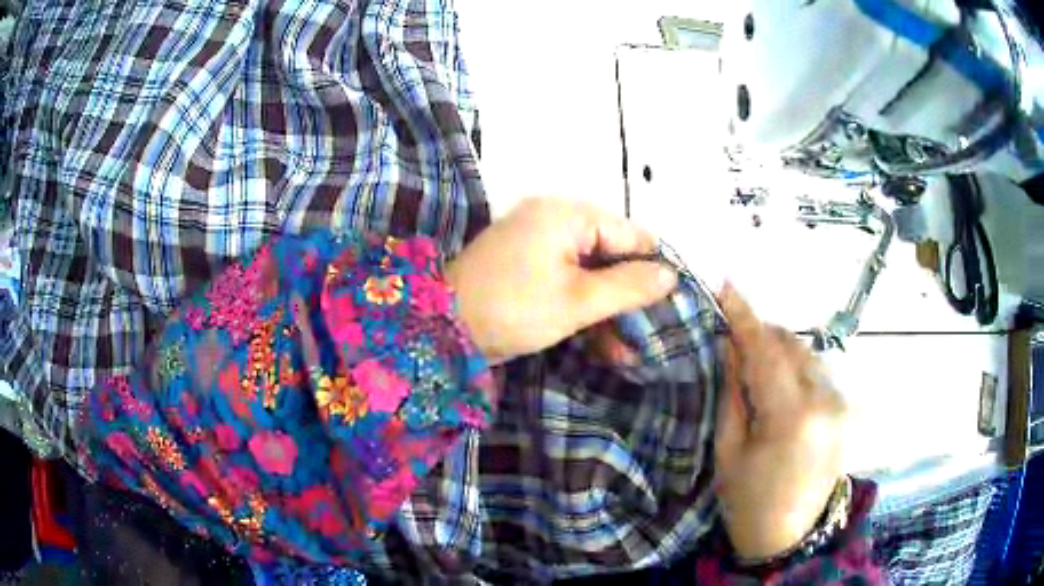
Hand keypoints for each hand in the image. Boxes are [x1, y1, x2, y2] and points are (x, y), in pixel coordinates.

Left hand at [444, 197, 677, 364]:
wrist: (443, 330)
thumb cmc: (513, 308)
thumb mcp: (578, 301)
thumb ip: (628, 286)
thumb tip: (670, 275)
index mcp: (566, 215)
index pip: (628, 234)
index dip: (652, 267)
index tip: (673, 301)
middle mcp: (553, 220)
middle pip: (610, 254)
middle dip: (629, 297)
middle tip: (651, 332)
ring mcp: (538, 244)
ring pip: (590, 274)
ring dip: (608, 311)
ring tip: (628, 352)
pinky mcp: (527, 268)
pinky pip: (567, 282)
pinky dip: (584, 310)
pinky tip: (604, 346)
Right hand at [714, 283, 846, 561]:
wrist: (790, 537)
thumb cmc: (749, 501)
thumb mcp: (728, 451)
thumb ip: (733, 392)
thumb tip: (730, 345)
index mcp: (790, 415)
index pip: (765, 349)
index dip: (744, 314)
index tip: (725, 284)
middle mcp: (824, 399)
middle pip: (790, 344)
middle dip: (761, 332)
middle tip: (733, 335)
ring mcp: (839, 403)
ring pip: (806, 353)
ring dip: (779, 348)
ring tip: (754, 362)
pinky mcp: (844, 409)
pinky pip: (816, 371)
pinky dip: (795, 365)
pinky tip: (778, 382)